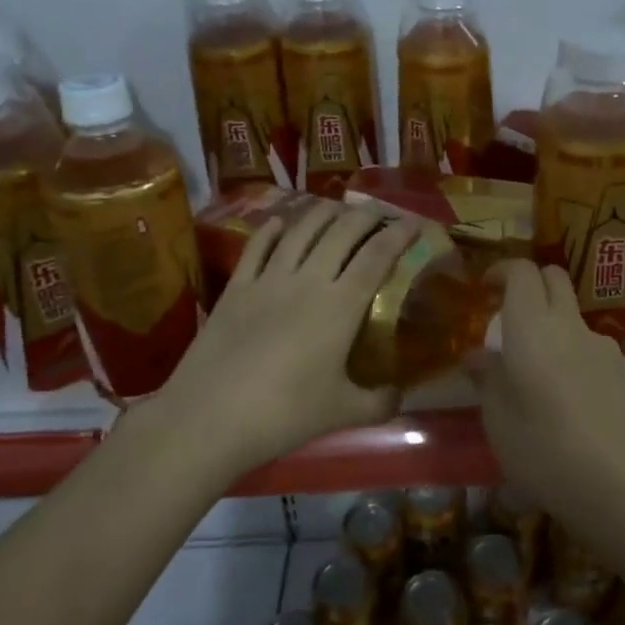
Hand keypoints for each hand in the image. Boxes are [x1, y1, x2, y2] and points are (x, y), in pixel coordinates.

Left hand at [133, 200, 420, 482]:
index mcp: (341, 305)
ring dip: (324, 213)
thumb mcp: (343, 413)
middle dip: (366, 216)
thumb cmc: (285, 413)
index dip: (398, 235)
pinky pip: (257, 247)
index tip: (414, 223)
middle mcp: (308, 280)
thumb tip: (399, 395)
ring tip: (338, 208)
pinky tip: (281, 223)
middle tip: (380, 212)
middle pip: (342, 233)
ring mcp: (268, 280)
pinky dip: (273, 230)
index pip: (377, 257)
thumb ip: (379, 402)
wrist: (210, 416)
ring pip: (301, 231)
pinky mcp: (236, 288)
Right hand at [468, 259, 624, 529]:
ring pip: (573, 314)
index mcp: (531, 327)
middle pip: (554, 278)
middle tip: (509, 314)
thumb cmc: (542, 449)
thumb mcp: (497, 419)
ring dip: (553, 322)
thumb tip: (477, 355)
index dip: (501, 271)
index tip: (485, 288)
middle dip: (530, 284)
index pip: (521, 271)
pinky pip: (591, 346)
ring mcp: (602, 346)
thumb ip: (487, 378)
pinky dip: (573, 353)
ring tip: (537, 369)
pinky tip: (568, 397)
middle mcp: (569, 325)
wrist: (619, 486)